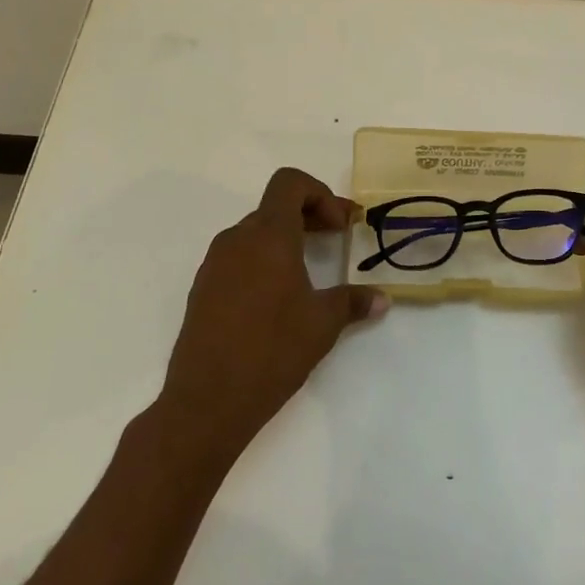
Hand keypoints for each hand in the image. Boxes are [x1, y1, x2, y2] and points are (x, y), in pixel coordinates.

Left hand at [159, 168, 387, 460]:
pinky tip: (277, 298)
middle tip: (337, 239)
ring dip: (285, 238)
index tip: (340, 226)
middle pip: (275, 206)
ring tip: (309, 271)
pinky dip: (262, 260)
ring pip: (255, 232)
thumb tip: (381, 298)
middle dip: (310, 215)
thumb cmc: (272, 351)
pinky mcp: (202, 290)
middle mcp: (237, 239)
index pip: (290, 183)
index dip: (320, 193)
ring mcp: (214, 264)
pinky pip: (238, 257)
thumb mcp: (323, 324)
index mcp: (268, 235)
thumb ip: (353, 302)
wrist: (206, 402)